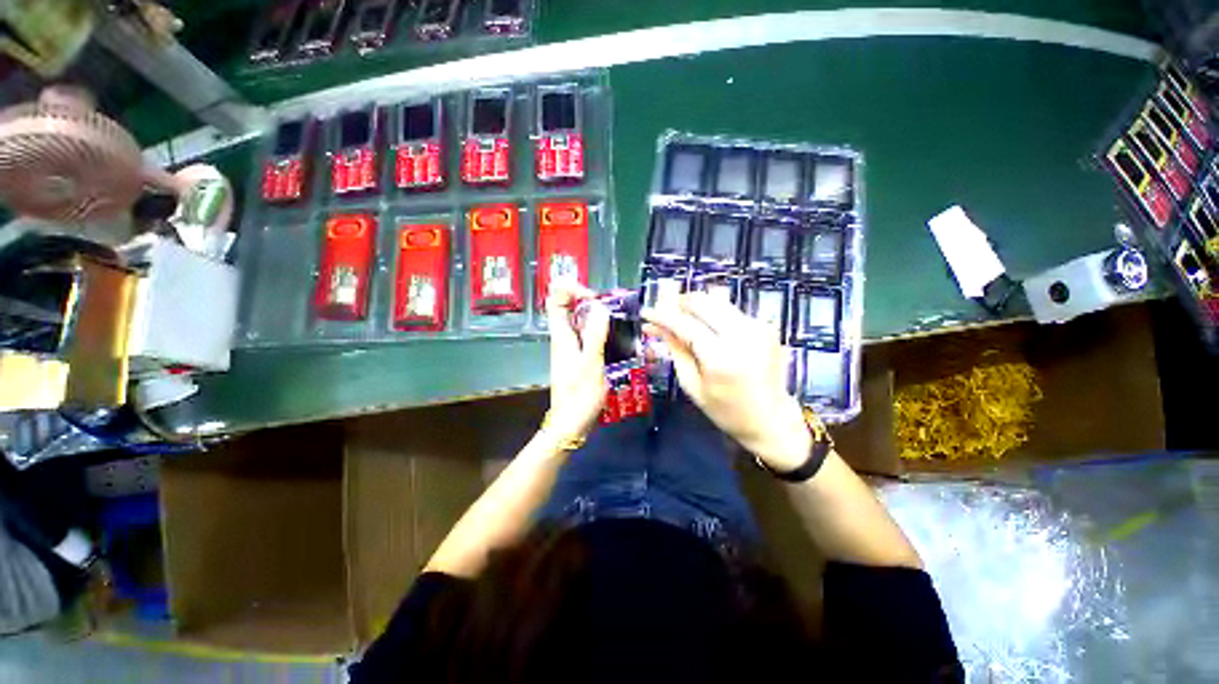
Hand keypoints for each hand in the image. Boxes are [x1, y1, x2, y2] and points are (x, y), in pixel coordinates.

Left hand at [544, 282, 609, 441]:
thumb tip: (599, 306)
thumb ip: (595, 334)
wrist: (572, 424)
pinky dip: (603, 333)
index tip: (593, 297)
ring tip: (621, 323)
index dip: (571, 289)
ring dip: (599, 317)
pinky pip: (590, 337)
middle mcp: (564, 338)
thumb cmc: (580, 396)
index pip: (556, 298)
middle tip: (613, 309)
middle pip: (570, 307)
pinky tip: (620, 342)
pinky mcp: (580, 358)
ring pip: (582, 322)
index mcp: (562, 335)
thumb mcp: (591, 363)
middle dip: (591, 301)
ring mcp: (572, 348)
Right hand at [643, 292, 811, 470]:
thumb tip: (656, 327)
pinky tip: (706, 330)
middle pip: (702, 301)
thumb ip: (676, 351)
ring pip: (716, 300)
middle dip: (678, 303)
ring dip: (695, 307)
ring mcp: (757, 326)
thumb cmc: (727, 411)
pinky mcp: (765, 325)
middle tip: (664, 313)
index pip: (684, 324)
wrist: (772, 419)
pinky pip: (730, 310)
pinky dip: (712, 315)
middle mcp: (742, 334)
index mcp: (721, 357)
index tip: (646, 313)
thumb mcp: (693, 386)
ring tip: (682, 321)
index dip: (662, 316)